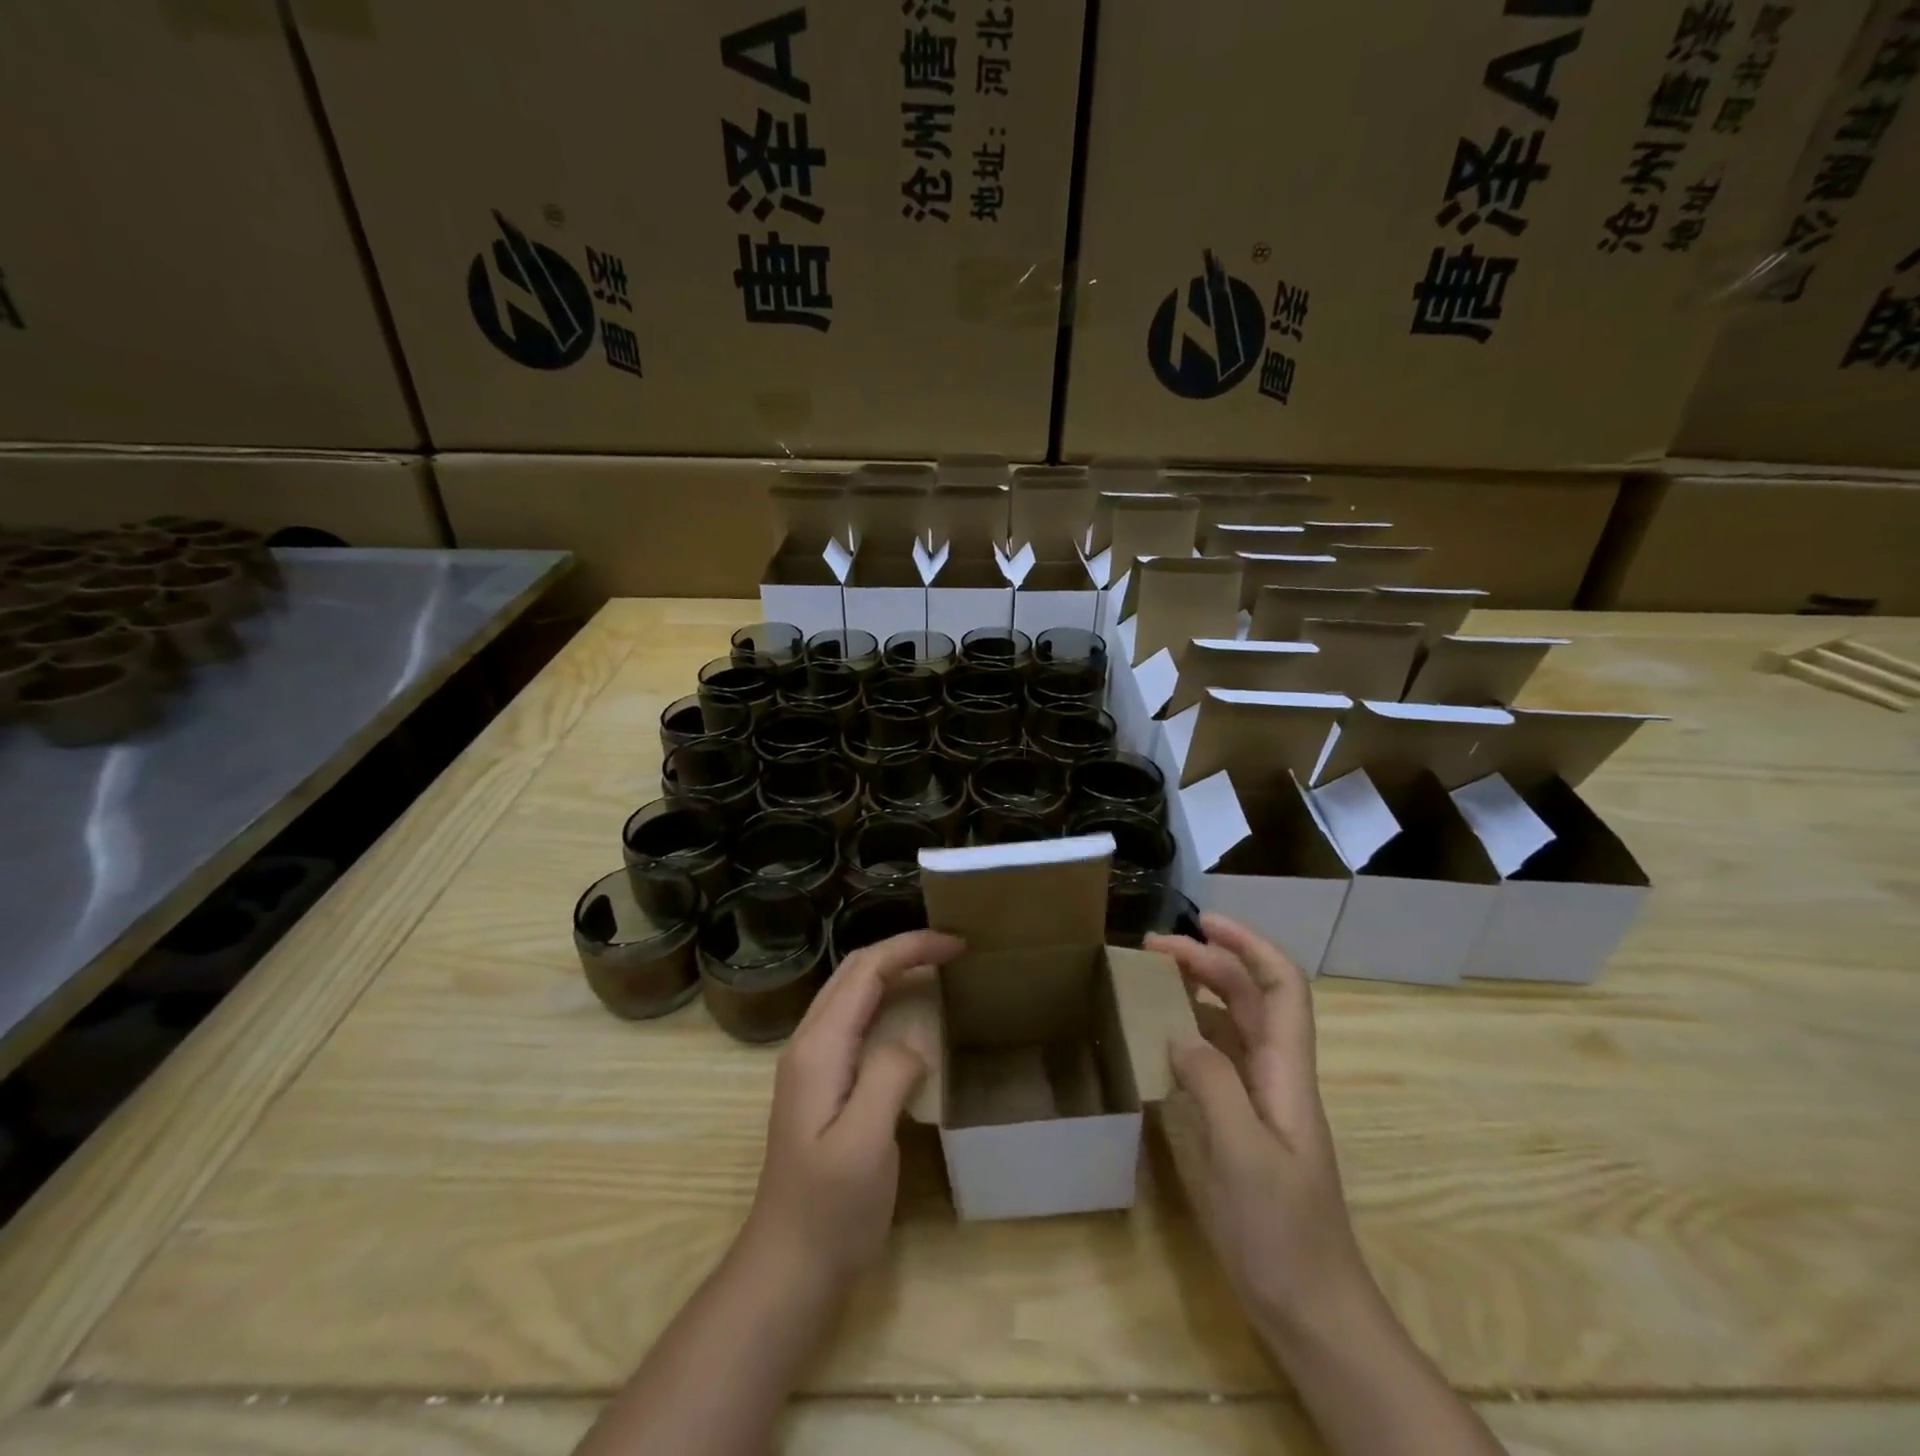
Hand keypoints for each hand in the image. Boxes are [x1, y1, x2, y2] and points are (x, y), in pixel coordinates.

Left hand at [743, 928, 963, 1287]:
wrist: (788, 1266)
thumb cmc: (830, 1210)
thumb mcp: (865, 1144)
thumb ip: (887, 1076)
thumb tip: (913, 1041)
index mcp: (818, 1048)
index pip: (865, 970)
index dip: (910, 948)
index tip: (957, 944)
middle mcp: (810, 1043)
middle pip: (855, 971)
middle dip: (903, 949)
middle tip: (954, 949)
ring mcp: (812, 1063)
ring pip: (853, 992)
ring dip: (894, 969)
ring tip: (939, 969)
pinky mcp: (823, 1083)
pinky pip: (857, 1020)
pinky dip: (888, 999)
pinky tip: (912, 1014)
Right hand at [1147, 913, 1369, 1336]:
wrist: (1311, 1310)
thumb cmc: (1283, 1233)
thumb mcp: (1243, 1155)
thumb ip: (1213, 1085)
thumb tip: (1177, 1032)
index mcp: (1287, 1073)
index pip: (1281, 986)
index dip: (1249, 945)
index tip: (1202, 922)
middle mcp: (1276, 1075)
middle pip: (1249, 997)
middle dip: (1208, 961)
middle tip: (1151, 949)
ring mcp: (1259, 1102)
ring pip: (1231, 1026)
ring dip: (1196, 993)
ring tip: (1150, 981)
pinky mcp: (1241, 1126)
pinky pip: (1214, 1062)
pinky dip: (1187, 1035)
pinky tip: (1157, 1041)